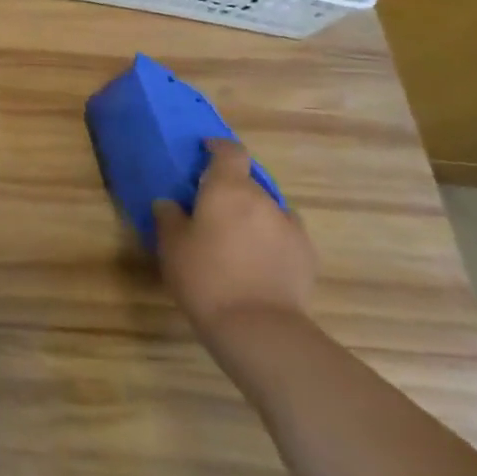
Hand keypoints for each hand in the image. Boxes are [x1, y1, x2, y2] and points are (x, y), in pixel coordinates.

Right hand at [155, 139, 316, 341]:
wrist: (258, 327)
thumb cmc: (205, 276)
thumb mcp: (171, 245)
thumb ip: (169, 216)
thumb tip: (170, 203)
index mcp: (229, 188)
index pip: (230, 151)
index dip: (218, 147)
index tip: (204, 152)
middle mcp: (264, 199)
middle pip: (248, 182)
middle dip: (231, 190)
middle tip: (210, 209)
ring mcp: (290, 227)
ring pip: (267, 209)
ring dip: (252, 215)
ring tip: (235, 239)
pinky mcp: (307, 255)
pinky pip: (283, 234)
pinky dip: (270, 239)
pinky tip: (257, 261)